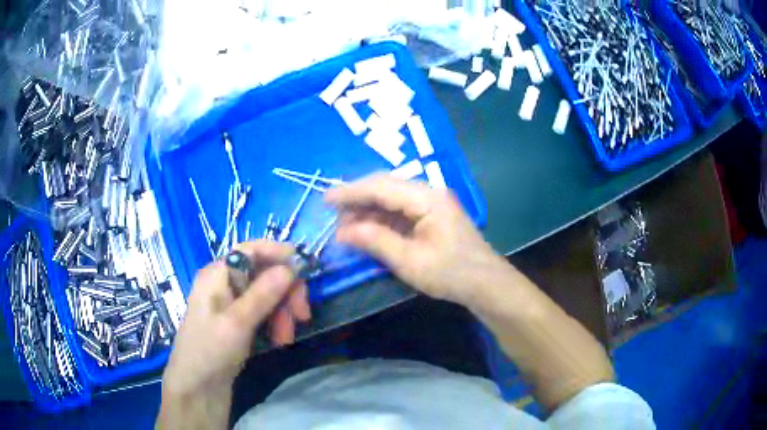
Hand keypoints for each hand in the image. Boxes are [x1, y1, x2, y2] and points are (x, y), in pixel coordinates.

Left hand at [162, 241, 310, 396]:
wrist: (197, 387)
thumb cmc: (210, 351)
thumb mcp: (237, 322)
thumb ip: (263, 294)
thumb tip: (290, 266)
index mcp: (218, 274)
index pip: (251, 250)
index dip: (279, 253)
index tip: (306, 268)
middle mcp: (225, 283)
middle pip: (263, 273)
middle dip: (285, 292)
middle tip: (302, 315)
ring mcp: (232, 304)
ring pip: (267, 295)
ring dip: (282, 313)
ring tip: (285, 338)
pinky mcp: (238, 322)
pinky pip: (263, 312)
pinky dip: (275, 323)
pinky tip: (278, 340)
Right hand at [325, 174, 508, 306]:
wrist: (487, 284)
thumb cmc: (452, 274)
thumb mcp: (410, 261)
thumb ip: (376, 241)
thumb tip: (342, 231)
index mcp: (427, 198)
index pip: (381, 186)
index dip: (350, 192)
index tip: (325, 200)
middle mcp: (429, 193)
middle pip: (385, 187)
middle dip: (357, 200)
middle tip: (333, 217)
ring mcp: (432, 203)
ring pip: (391, 198)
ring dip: (368, 210)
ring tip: (346, 227)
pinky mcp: (432, 216)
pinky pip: (400, 211)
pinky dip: (381, 219)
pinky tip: (367, 230)